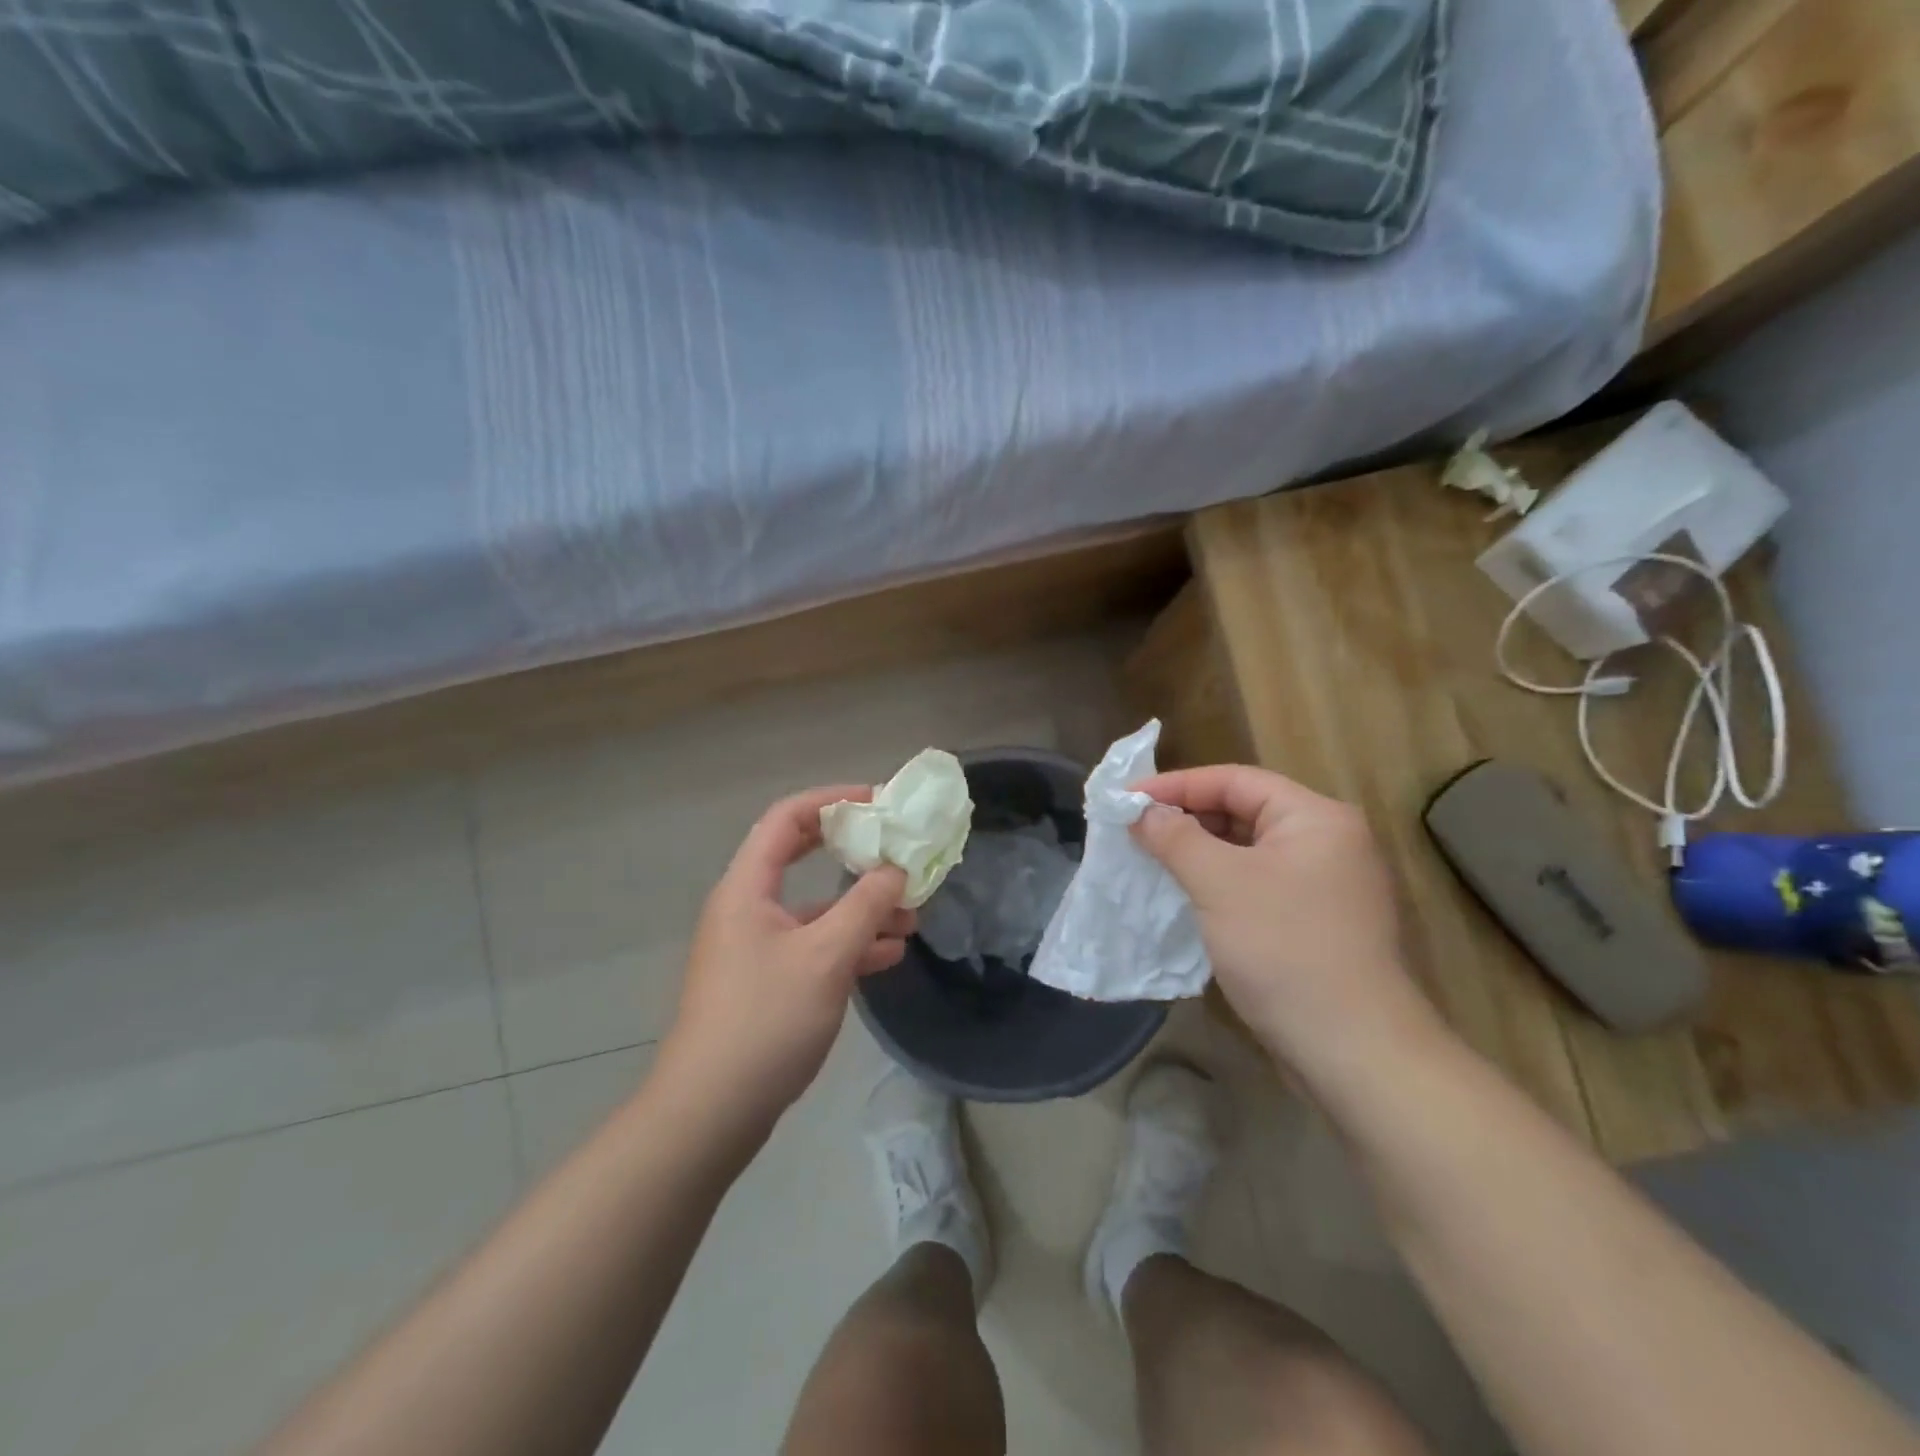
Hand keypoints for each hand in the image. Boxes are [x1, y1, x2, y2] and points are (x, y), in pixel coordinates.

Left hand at [658, 786, 913, 1134]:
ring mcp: (755, 947)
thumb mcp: (826, 956)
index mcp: (748, 887)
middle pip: (800, 857)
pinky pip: (812, 945)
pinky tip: (887, 955)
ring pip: (814, 908)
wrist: (710, 1112)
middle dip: (852, 851)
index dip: (832, 800)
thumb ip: (866, 906)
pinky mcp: (765, 982)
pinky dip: (848, 943)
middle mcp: (747, 908)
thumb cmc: (766, 1020)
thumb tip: (896, 869)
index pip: (787, 818)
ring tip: (910, 916)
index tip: (879, 802)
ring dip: (860, 906)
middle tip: (896, 849)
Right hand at [1131, 765, 1443, 1088]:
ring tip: (1149, 858)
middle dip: (1186, 818)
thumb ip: (1176, 837)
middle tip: (1133, 828)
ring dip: (1199, 853)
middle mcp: (1327, 842)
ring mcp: (1324, 886)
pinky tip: (1184, 895)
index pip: (1236, 780)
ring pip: (1248, 852)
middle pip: (1244, 812)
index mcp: (1316, 818)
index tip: (1127, 797)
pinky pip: (1257, 885)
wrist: (1353, 1052)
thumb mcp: (1219, 883)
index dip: (1177, 785)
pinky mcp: (1315, 923)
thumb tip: (1142, 810)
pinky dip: (1218, 883)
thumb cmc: (1284, 949)